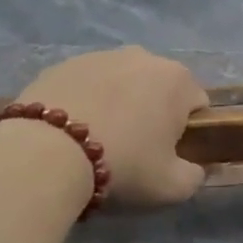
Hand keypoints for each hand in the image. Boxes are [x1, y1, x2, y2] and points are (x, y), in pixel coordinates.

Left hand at [17, 47, 209, 207]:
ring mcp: (101, 56)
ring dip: (118, 104)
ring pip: (121, 83)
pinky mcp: (63, 64)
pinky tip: (68, 132)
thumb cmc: (122, 165)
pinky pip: (86, 84)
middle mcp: (144, 57)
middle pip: (158, 88)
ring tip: (96, 140)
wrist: (45, 153)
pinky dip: (85, 102)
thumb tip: (195, 168)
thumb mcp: (171, 187)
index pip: (196, 104)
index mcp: (178, 80)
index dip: (186, 132)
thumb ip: (194, 176)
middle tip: (132, 149)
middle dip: (151, 113)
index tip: (166, 155)